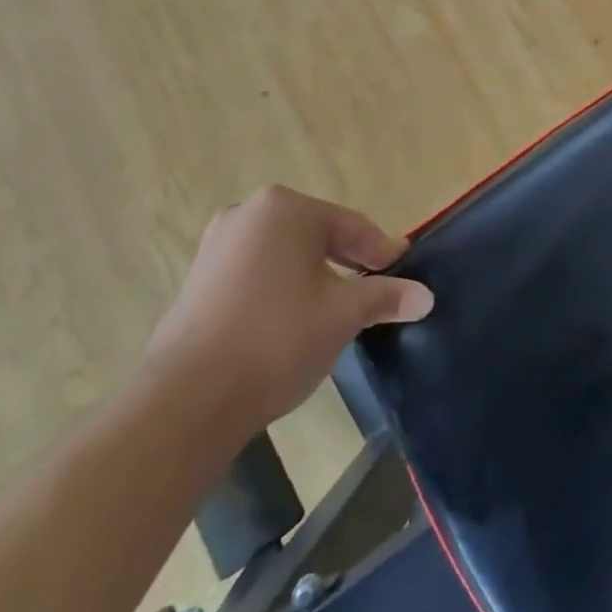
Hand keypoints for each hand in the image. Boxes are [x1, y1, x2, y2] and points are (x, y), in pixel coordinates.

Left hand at [142, 186, 433, 433]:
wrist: (185, 403)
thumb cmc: (276, 339)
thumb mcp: (344, 314)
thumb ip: (386, 296)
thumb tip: (426, 296)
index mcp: (286, 208)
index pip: (351, 226)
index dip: (381, 251)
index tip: (403, 271)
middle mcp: (248, 214)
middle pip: (317, 235)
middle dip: (348, 261)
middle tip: (375, 289)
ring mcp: (217, 246)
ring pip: (286, 255)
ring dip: (315, 276)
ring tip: (337, 307)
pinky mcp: (197, 281)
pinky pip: (256, 273)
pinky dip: (282, 289)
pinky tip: (293, 320)